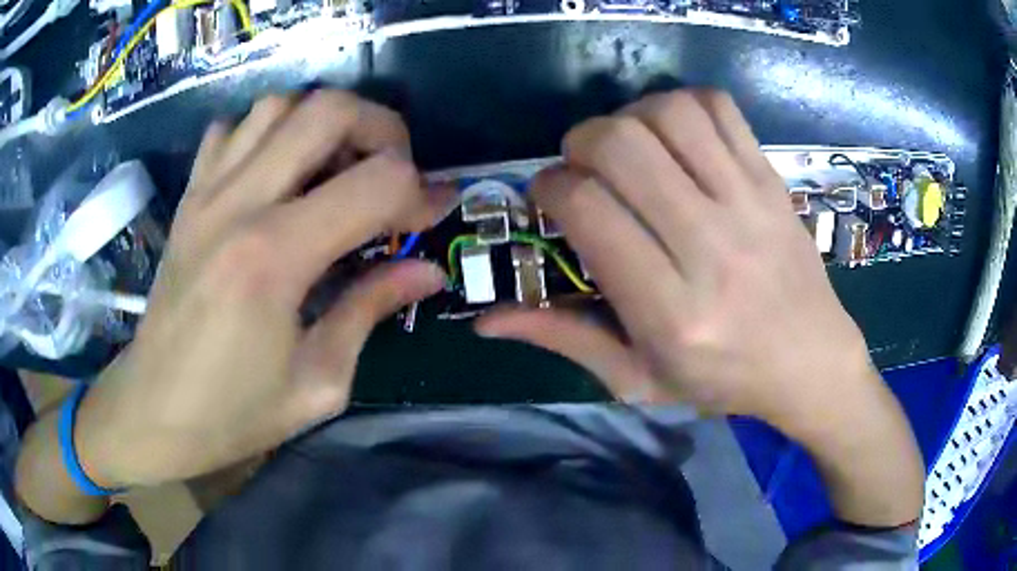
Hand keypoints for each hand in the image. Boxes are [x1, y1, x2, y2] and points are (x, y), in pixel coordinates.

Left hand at [74, 91, 450, 487]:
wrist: (152, 411)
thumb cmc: (232, 414)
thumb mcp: (317, 383)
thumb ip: (370, 311)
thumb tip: (425, 271)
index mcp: (274, 259)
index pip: (375, 183)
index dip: (420, 193)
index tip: (433, 215)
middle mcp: (238, 205)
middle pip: (326, 110)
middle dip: (380, 128)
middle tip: (394, 171)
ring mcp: (206, 194)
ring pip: (278, 105)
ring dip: (322, 123)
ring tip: (338, 167)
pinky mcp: (188, 199)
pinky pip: (231, 130)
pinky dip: (265, 132)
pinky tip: (276, 171)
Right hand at [476, 90, 923, 524]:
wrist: (811, 362)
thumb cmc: (722, 380)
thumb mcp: (637, 379)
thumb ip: (564, 339)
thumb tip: (487, 321)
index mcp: (670, 311)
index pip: (588, 209)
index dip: (550, 187)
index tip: (550, 196)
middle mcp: (709, 248)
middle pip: (620, 146)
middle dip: (580, 142)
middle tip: (584, 166)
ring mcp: (748, 205)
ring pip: (667, 114)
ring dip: (629, 116)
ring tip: (630, 147)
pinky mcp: (772, 181)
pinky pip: (719, 108)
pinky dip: (682, 104)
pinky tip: (676, 135)